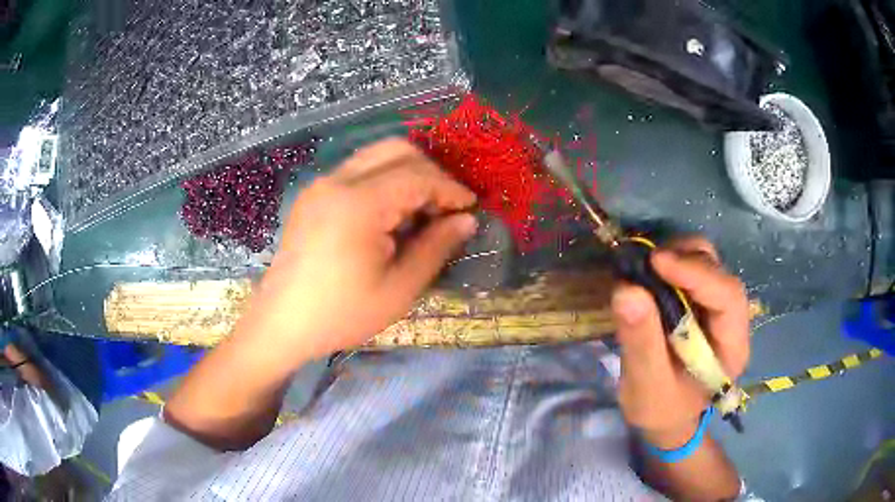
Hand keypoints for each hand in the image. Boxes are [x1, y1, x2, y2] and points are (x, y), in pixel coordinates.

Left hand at [244, 138, 477, 359]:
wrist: (281, 324)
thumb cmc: (341, 314)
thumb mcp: (398, 289)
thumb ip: (435, 247)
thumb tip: (466, 220)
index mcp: (359, 203)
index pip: (417, 176)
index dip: (449, 188)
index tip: (470, 207)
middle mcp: (337, 181)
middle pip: (396, 150)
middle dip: (430, 172)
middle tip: (445, 207)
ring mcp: (320, 185)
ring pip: (375, 156)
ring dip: (405, 174)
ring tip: (421, 211)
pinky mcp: (312, 196)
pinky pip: (355, 171)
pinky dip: (382, 181)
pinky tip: (388, 215)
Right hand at [610, 237, 749, 447]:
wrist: (666, 417)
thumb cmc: (661, 409)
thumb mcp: (647, 386)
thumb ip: (641, 342)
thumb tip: (626, 289)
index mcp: (732, 346)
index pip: (728, 296)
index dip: (696, 273)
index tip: (656, 261)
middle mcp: (732, 319)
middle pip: (719, 271)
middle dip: (684, 260)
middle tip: (644, 264)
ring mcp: (717, 307)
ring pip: (706, 262)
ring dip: (676, 256)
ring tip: (643, 270)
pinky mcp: (701, 301)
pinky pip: (690, 268)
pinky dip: (669, 263)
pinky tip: (649, 275)